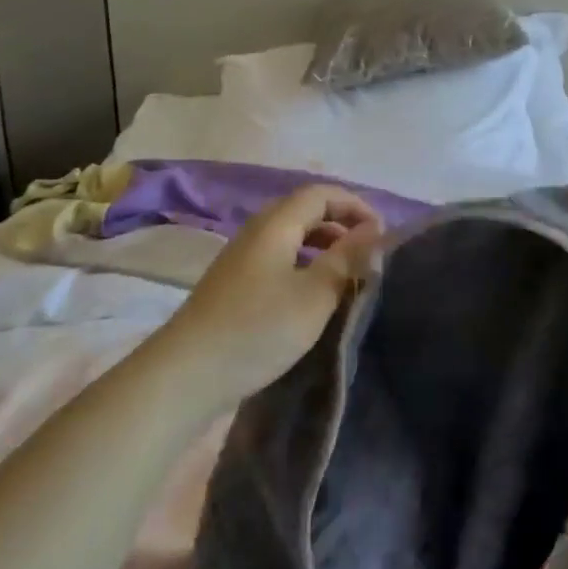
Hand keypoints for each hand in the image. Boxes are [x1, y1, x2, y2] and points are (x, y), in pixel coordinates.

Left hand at [157, 185, 381, 410]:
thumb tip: (374, 229)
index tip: (381, 232)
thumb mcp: (314, 295)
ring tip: (346, 271)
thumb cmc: (258, 329)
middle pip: (304, 210)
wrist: (186, 375)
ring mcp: (241, 257)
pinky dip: (303, 262)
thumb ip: (346, 259)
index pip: (321, 193)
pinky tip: (312, 293)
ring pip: (290, 235)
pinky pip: (278, 256)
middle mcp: (257, 230)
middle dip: (340, 222)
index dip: (354, 204)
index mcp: (276, 224)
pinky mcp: (233, 284)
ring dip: (322, 244)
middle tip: (367, 250)